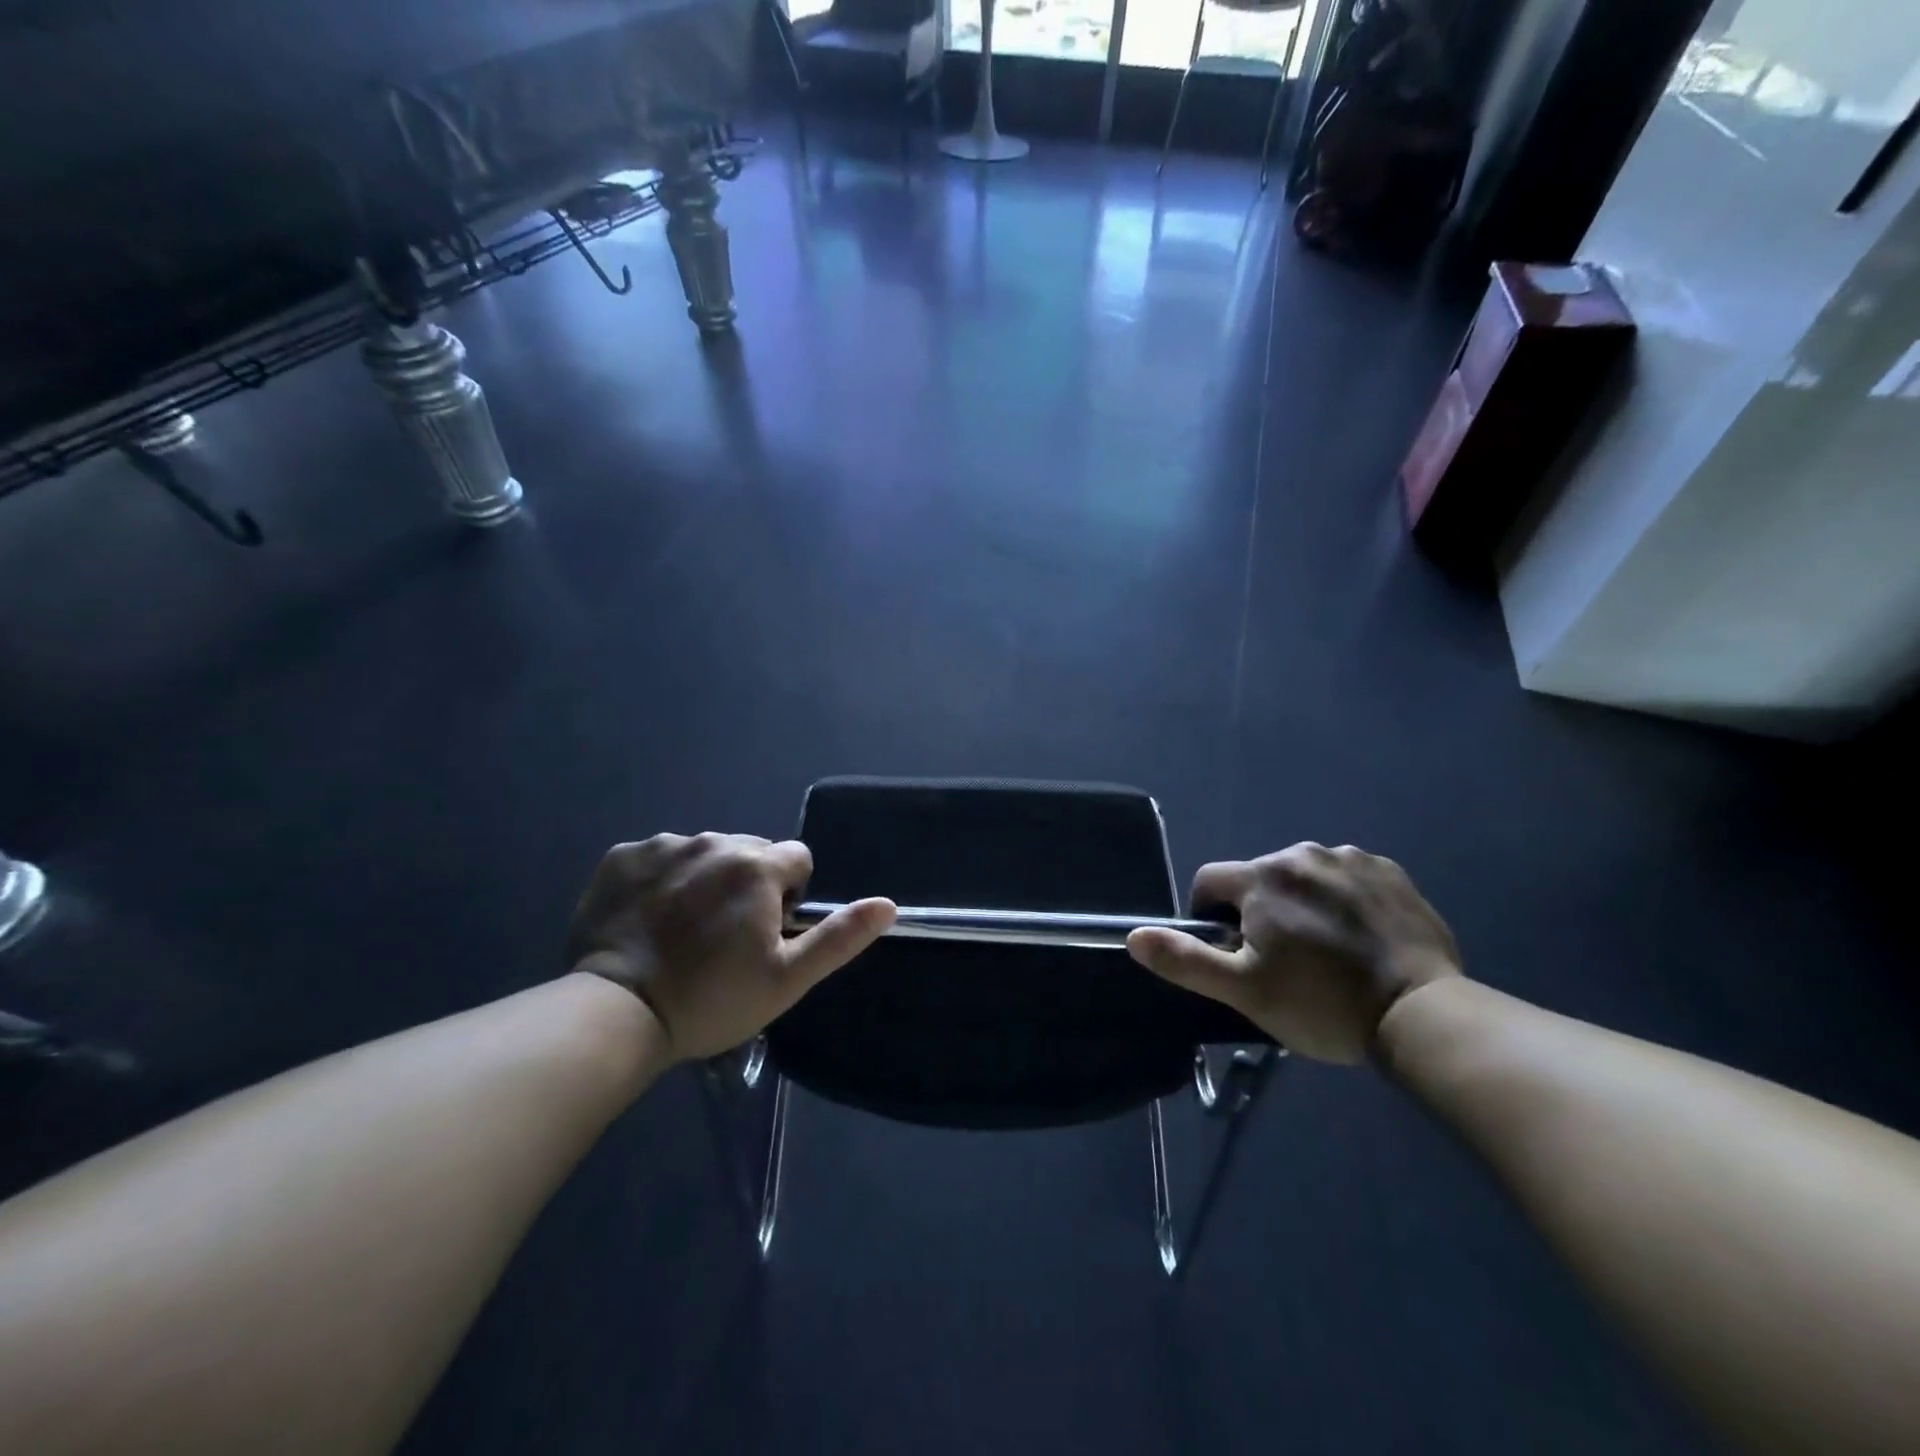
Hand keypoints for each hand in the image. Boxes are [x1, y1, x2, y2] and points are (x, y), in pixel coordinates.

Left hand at [564, 833, 895, 1061]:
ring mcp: (663, 846)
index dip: (789, 897)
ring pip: (704, 852)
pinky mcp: (621, 857)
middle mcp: (714, 842)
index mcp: (757, 867)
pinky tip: (648, 919)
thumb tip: (888, 904)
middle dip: (749, 883)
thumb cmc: (711, 999)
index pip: (797, 859)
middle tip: (725, 937)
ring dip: (705, 879)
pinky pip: (658, 857)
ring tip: (684, 930)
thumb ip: (840, 936)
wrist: (615, 1013)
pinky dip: (661, 879)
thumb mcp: (787, 978)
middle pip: (750, 851)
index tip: (765, 934)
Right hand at [1126, 843, 1460, 1062]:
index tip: (1234, 953)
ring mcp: (1351, 858)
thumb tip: (1134, 936)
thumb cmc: (1322, 1004)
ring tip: (1326, 953)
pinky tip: (1360, 938)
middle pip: (1258, 878)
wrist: (1423, 1013)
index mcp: (1263, 877)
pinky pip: (1346, 877)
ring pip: (1303, 876)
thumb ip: (1185, 960)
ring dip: (1301, 903)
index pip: (1210, 882)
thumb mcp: (1244, 991)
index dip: (1210, 917)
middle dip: (1258, 911)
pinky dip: (1342, 900)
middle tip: (1283, 962)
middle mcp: (1302, 853)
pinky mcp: (1389, 871)